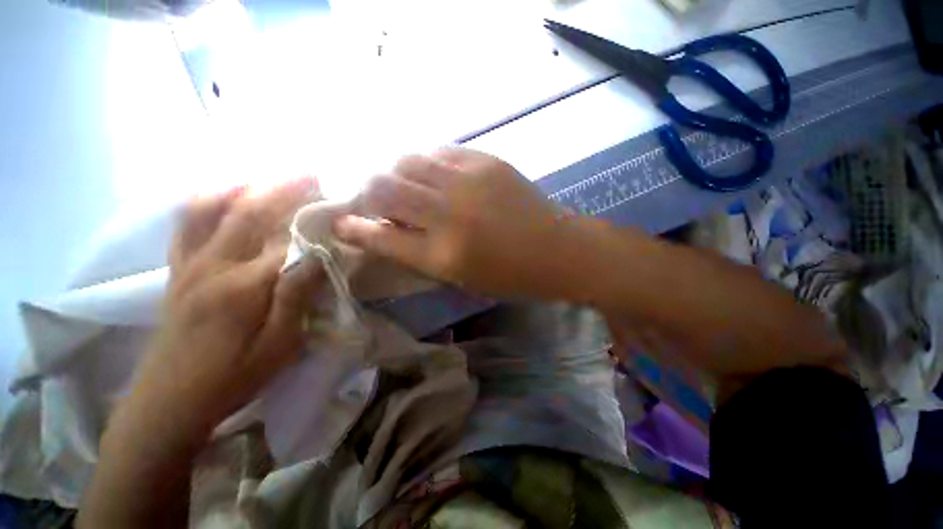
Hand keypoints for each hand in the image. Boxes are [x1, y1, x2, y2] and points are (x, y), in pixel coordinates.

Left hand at [133, 178, 323, 437]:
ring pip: (208, 208)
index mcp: (243, 286)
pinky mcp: (176, 270)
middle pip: (248, 212)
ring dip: (241, 184)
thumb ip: (297, 296)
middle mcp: (211, 264)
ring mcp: (187, 264)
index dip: (315, 220)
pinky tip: (220, 192)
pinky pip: (185, 223)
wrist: (168, 402)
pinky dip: (204, 200)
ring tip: (266, 174)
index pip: (287, 241)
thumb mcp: (279, 345)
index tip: (339, 202)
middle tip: (309, 171)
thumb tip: (318, 255)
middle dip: (282, 186)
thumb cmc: (233, 377)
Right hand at [334, 148, 570, 298]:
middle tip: (371, 199)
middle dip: (366, 193)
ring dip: (395, 173)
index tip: (339, 222)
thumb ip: (421, 254)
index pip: (381, 238)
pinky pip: (439, 151)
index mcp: (443, 255)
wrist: (557, 249)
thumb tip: (388, 230)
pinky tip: (431, 172)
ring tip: (402, 184)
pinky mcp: (485, 161)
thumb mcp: (461, 278)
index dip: (353, 229)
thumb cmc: (510, 275)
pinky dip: (426, 162)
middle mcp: (448, 214)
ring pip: (407, 161)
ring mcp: (467, 182)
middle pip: (384, 189)